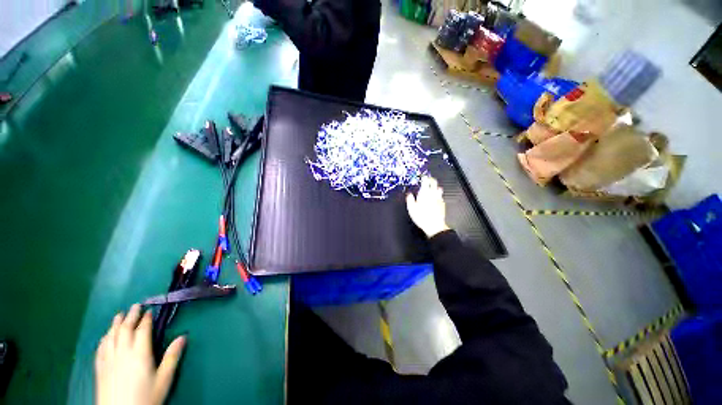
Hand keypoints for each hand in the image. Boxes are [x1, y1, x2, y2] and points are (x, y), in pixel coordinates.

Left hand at [95, 304, 185, 404]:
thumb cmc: (146, 397)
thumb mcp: (164, 379)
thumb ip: (172, 357)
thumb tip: (183, 336)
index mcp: (139, 353)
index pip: (142, 330)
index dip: (146, 319)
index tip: (150, 311)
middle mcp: (122, 352)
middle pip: (125, 329)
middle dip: (130, 316)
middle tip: (135, 305)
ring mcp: (109, 360)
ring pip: (111, 336)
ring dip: (115, 324)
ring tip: (119, 315)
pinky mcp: (100, 368)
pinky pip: (101, 348)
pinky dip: (104, 338)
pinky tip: (106, 336)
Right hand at [406, 176, 449, 237]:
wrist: (434, 226)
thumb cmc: (422, 217)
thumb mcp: (411, 208)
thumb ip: (410, 199)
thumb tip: (409, 194)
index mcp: (425, 193)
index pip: (426, 181)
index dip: (424, 177)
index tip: (422, 177)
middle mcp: (433, 194)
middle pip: (434, 182)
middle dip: (431, 179)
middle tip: (427, 179)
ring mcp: (439, 199)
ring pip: (439, 188)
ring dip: (435, 187)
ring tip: (432, 188)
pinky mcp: (443, 204)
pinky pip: (441, 196)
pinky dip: (437, 195)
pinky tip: (435, 198)